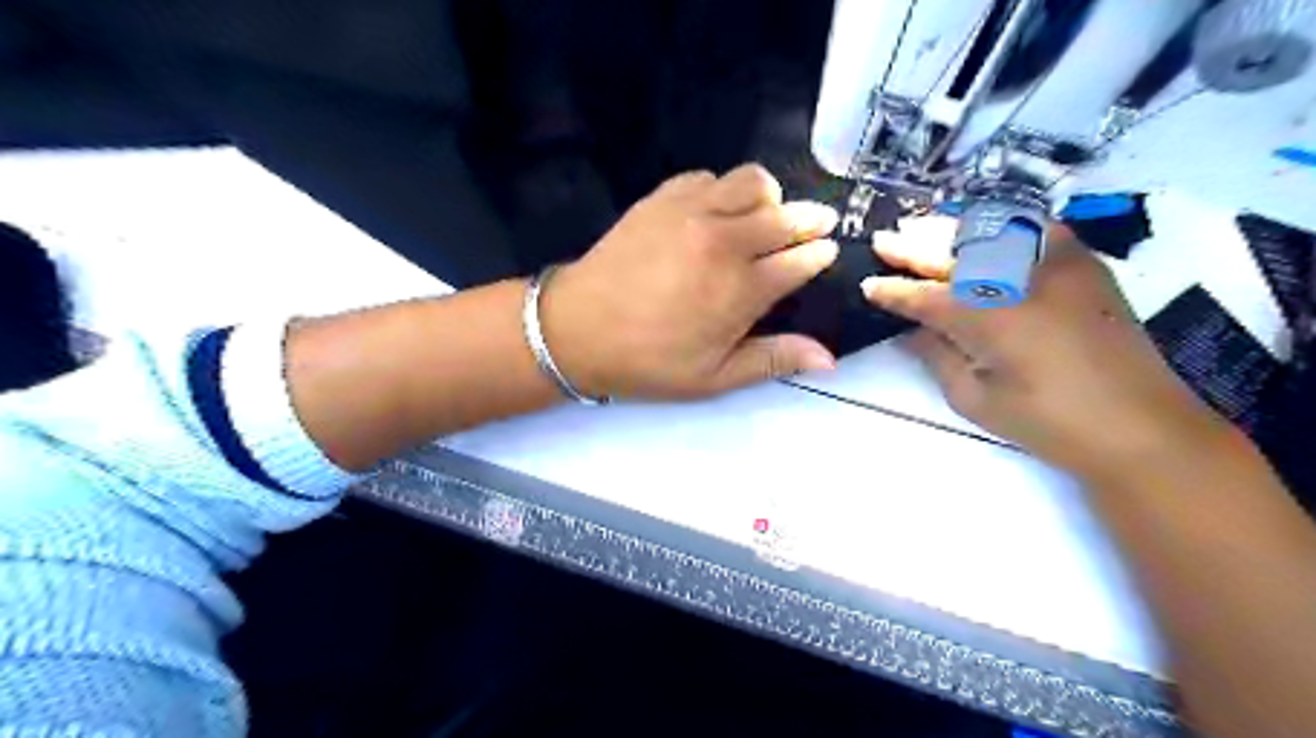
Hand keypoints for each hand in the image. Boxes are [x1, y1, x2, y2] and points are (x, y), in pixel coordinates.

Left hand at [541, 164, 836, 401]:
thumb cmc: (648, 361)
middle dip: (810, 219)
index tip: (826, 253)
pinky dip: (723, 189)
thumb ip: (773, 360)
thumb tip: (829, 358)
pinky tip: (716, 211)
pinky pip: (708, 177)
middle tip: (816, 225)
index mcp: (742, 289)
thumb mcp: (713, 377)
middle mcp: (725, 240)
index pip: (801, 259)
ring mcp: (692, 212)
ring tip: (766, 214)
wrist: (576, 329)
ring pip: (751, 181)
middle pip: (786, 214)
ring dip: (769, 196)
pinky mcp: (662, 198)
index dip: (819, 255)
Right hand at [864, 225, 1233, 478]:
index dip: (894, 291)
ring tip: (920, 227)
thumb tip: (911, 330)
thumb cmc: (1048, 422)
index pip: (927, 297)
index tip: (868, 285)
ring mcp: (1058, 266)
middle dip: (914, 247)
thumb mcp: (975, 399)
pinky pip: (1036, 229)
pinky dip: (1003, 225)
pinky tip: (982, 228)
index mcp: (991, 319)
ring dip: (951, 230)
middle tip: (884, 239)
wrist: (1141, 427)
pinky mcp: (1085, 266)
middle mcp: (1022, 280)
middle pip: (956, 255)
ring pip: (994, 233)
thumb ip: (938, 356)